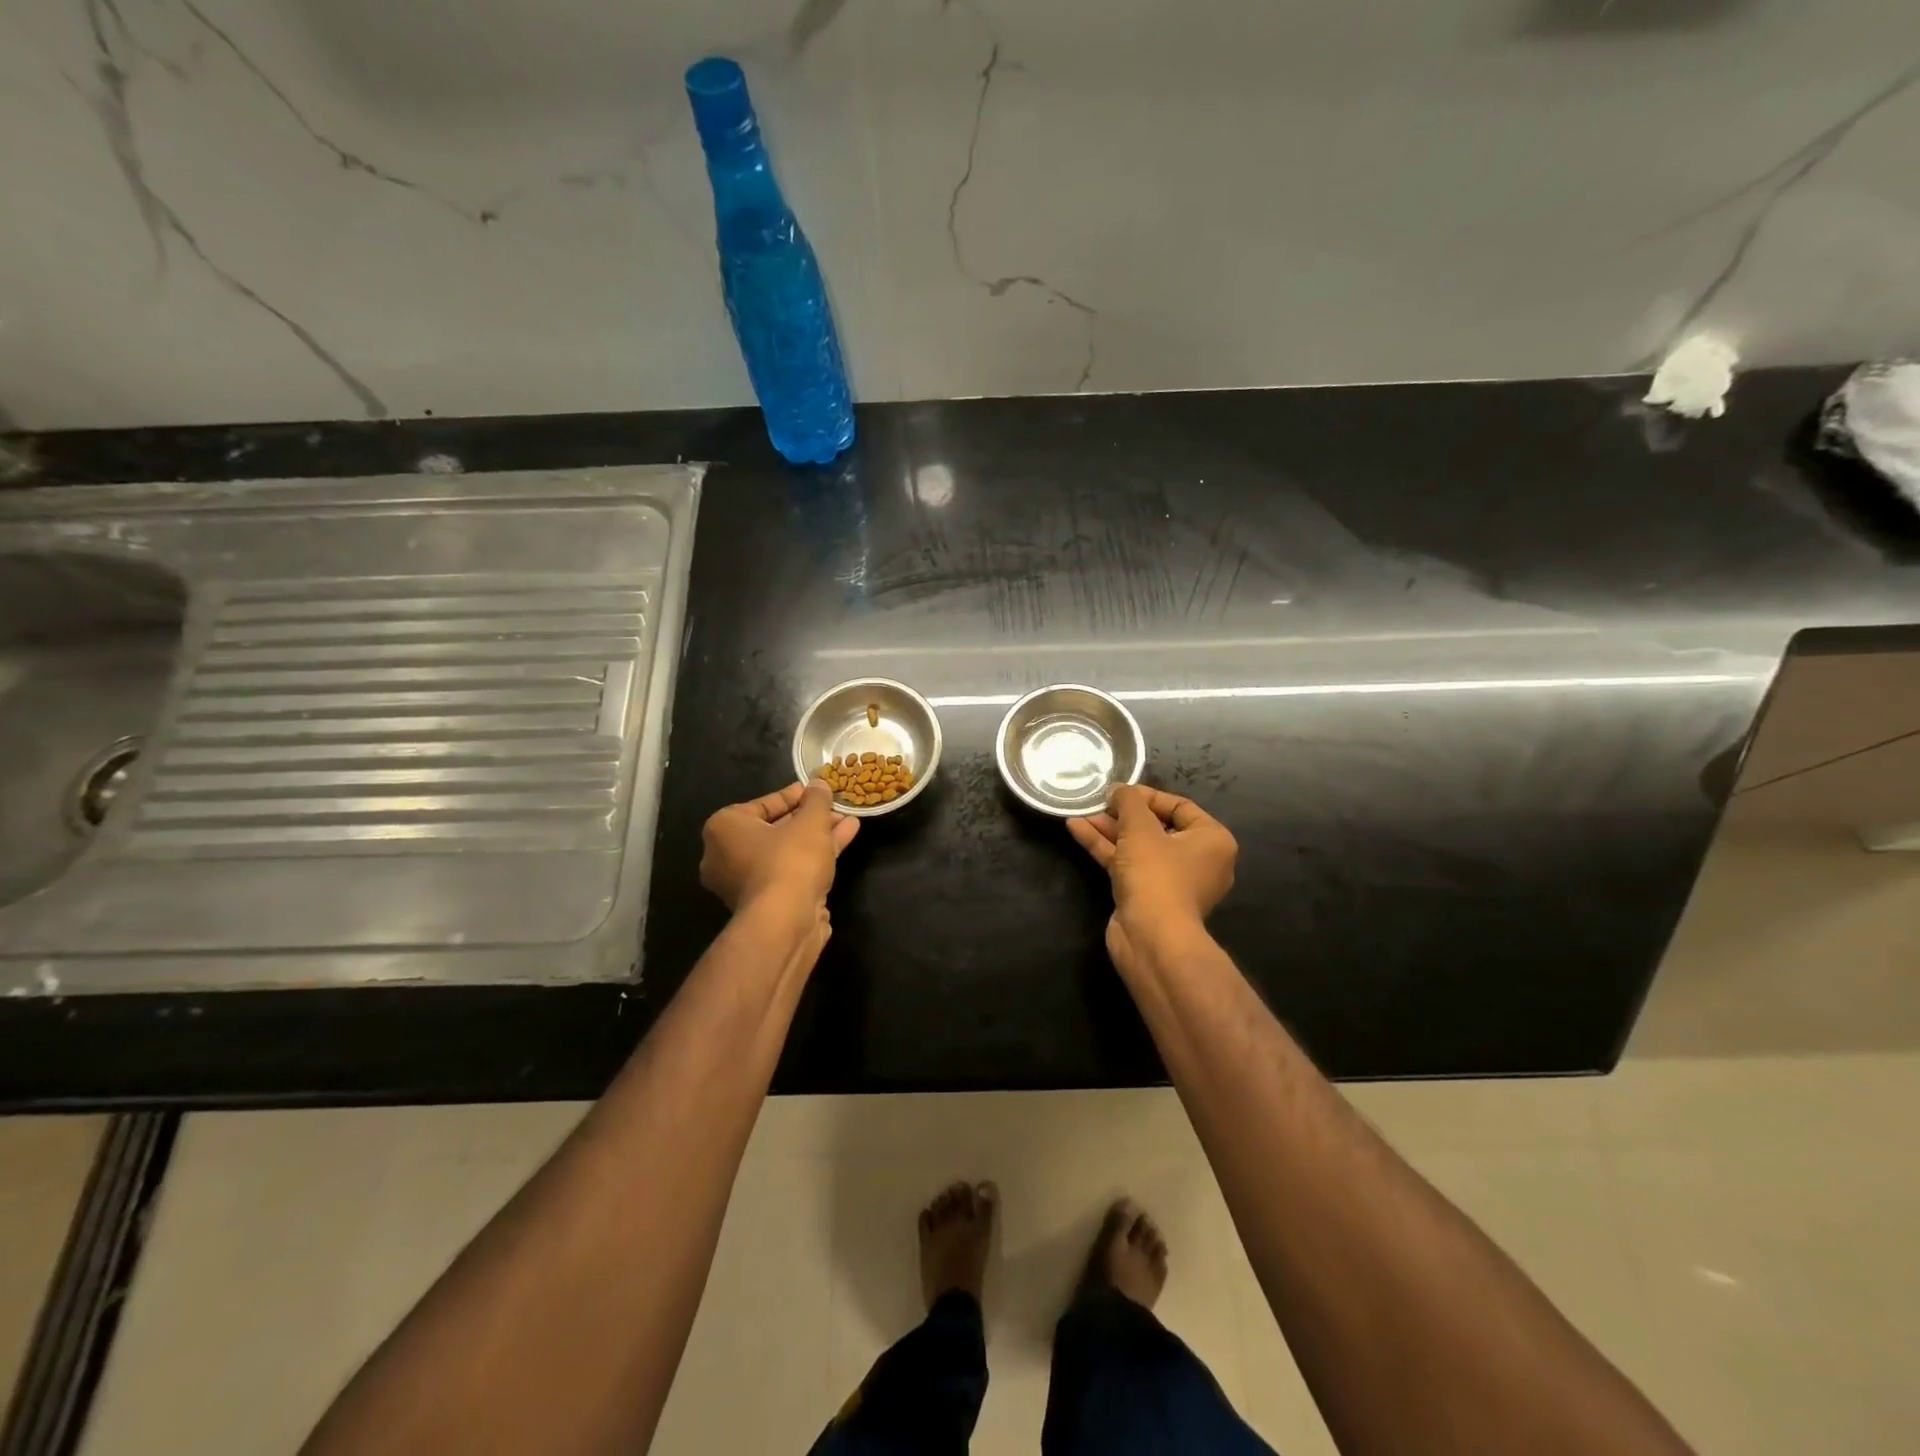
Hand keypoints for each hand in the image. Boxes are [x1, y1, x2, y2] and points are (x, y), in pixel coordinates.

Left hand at [700, 782, 858, 916]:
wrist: (785, 922)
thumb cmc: (790, 860)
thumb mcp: (810, 820)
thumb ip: (816, 799)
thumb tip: (819, 784)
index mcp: (723, 830)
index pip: (762, 805)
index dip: (794, 796)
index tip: (817, 792)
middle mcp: (726, 856)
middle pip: (775, 829)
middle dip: (809, 818)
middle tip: (834, 808)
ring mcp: (746, 883)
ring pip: (786, 851)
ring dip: (817, 836)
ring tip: (848, 820)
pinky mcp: (767, 903)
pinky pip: (791, 870)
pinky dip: (815, 856)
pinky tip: (845, 839)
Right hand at [1067, 786, 1236, 968]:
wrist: (1151, 938)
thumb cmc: (1156, 874)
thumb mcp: (1140, 827)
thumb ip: (1128, 801)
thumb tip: (1119, 790)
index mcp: (1211, 840)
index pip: (1179, 806)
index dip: (1147, 795)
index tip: (1118, 792)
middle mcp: (1197, 860)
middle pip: (1156, 827)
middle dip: (1122, 814)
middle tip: (1097, 803)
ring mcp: (1171, 881)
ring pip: (1137, 847)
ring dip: (1109, 830)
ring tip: (1080, 813)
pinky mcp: (1147, 896)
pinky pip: (1127, 864)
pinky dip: (1105, 848)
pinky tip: (1077, 829)